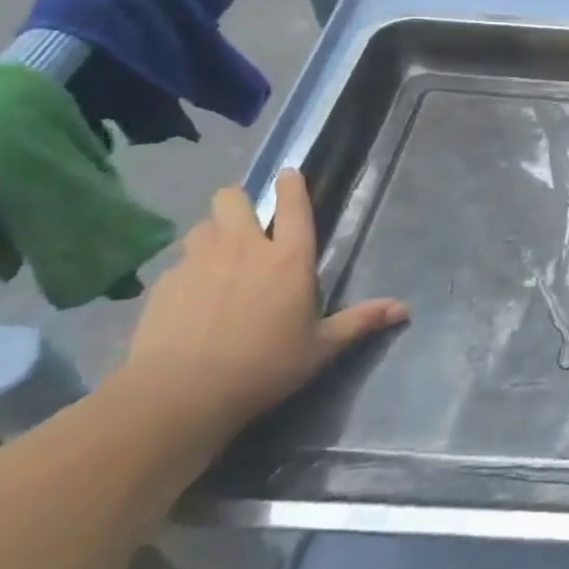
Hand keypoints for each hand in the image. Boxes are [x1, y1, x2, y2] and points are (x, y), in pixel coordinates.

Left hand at [122, 169, 407, 444]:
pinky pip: (179, 262)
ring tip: (218, 259)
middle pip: (232, 198)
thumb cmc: (264, 366)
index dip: (292, 185)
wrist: (179, 393)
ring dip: (213, 234)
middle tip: (247, 227)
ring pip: (203, 225)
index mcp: (288, 258)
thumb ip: (360, 321)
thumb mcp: (321, 347)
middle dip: (239, 203)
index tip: (289, 174)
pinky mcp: (164, 283)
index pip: (294, 205)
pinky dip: (188, 270)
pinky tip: (191, 298)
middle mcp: (243, 248)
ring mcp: (199, 262)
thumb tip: (404, 309)